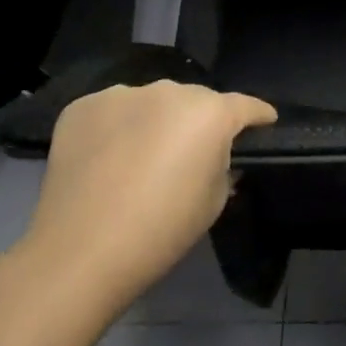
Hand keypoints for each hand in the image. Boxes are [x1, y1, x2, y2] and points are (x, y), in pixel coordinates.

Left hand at [11, 81, 276, 313]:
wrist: (80, 254)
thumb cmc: (162, 230)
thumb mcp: (215, 201)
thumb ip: (224, 165)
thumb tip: (216, 156)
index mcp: (211, 113)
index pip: (246, 105)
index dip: (258, 115)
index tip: (265, 123)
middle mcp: (170, 91)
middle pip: (196, 101)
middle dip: (199, 121)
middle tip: (189, 153)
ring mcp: (123, 94)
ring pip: (152, 102)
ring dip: (155, 121)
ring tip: (142, 155)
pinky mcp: (83, 106)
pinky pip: (113, 110)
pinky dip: (116, 127)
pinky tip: (107, 157)